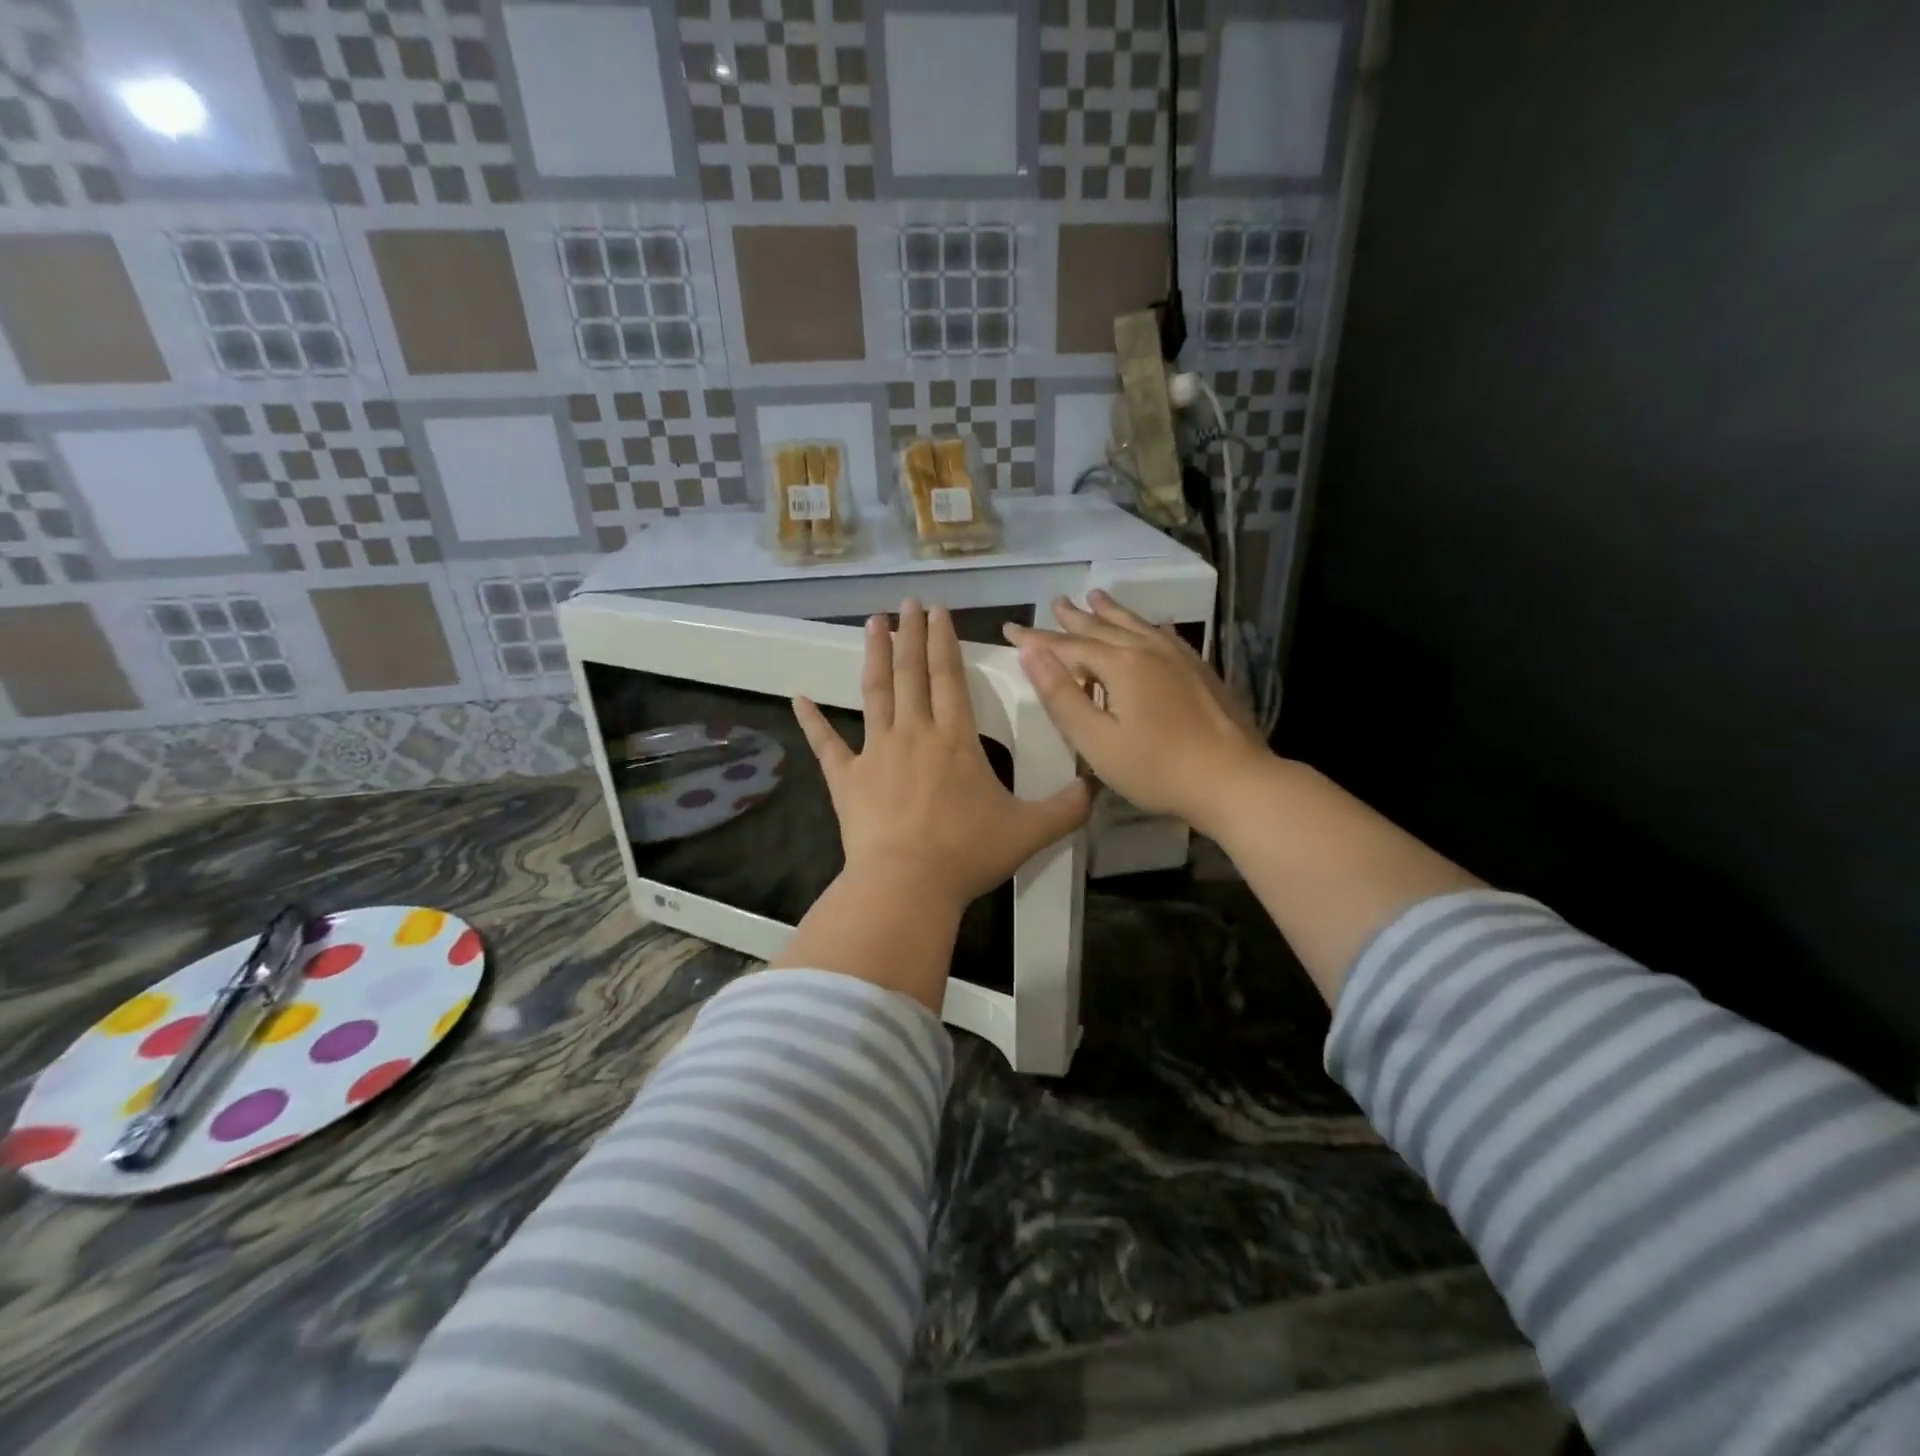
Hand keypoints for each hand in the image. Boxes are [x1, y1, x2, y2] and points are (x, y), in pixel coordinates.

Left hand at [795, 601, 1091, 914]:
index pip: (949, 676)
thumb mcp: (1030, 831)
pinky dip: (812, 721)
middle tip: (908, 603)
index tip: (938, 612)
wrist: (906, 885)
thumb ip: (1067, 808)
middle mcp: (914, 733)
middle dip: (911, 633)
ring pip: (875, 692)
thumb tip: (1098, 787)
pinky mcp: (846, 779)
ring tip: (873, 623)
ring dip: (874, 655)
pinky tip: (799, 698)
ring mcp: (875, 753)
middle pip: (911, 672)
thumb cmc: (967, 854)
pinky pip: (826, 745)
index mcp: (955, 739)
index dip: (943, 641)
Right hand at [1006, 591, 1272, 835]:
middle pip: (1102, 627)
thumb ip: (1061, 695)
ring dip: (1110, 612)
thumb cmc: (1156, 768)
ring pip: (1136, 625)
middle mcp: (1148, 649)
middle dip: (1073, 617)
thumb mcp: (1096, 740)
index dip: (1036, 638)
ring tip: (1095, 596)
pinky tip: (1151, 626)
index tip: (1010, 629)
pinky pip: (1164, 635)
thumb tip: (1031, 652)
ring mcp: (1179, 657)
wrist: (1233, 780)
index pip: (1066, 645)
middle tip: (1055, 603)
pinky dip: (1146, 626)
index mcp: (1120, 664)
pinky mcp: (1200, 671)